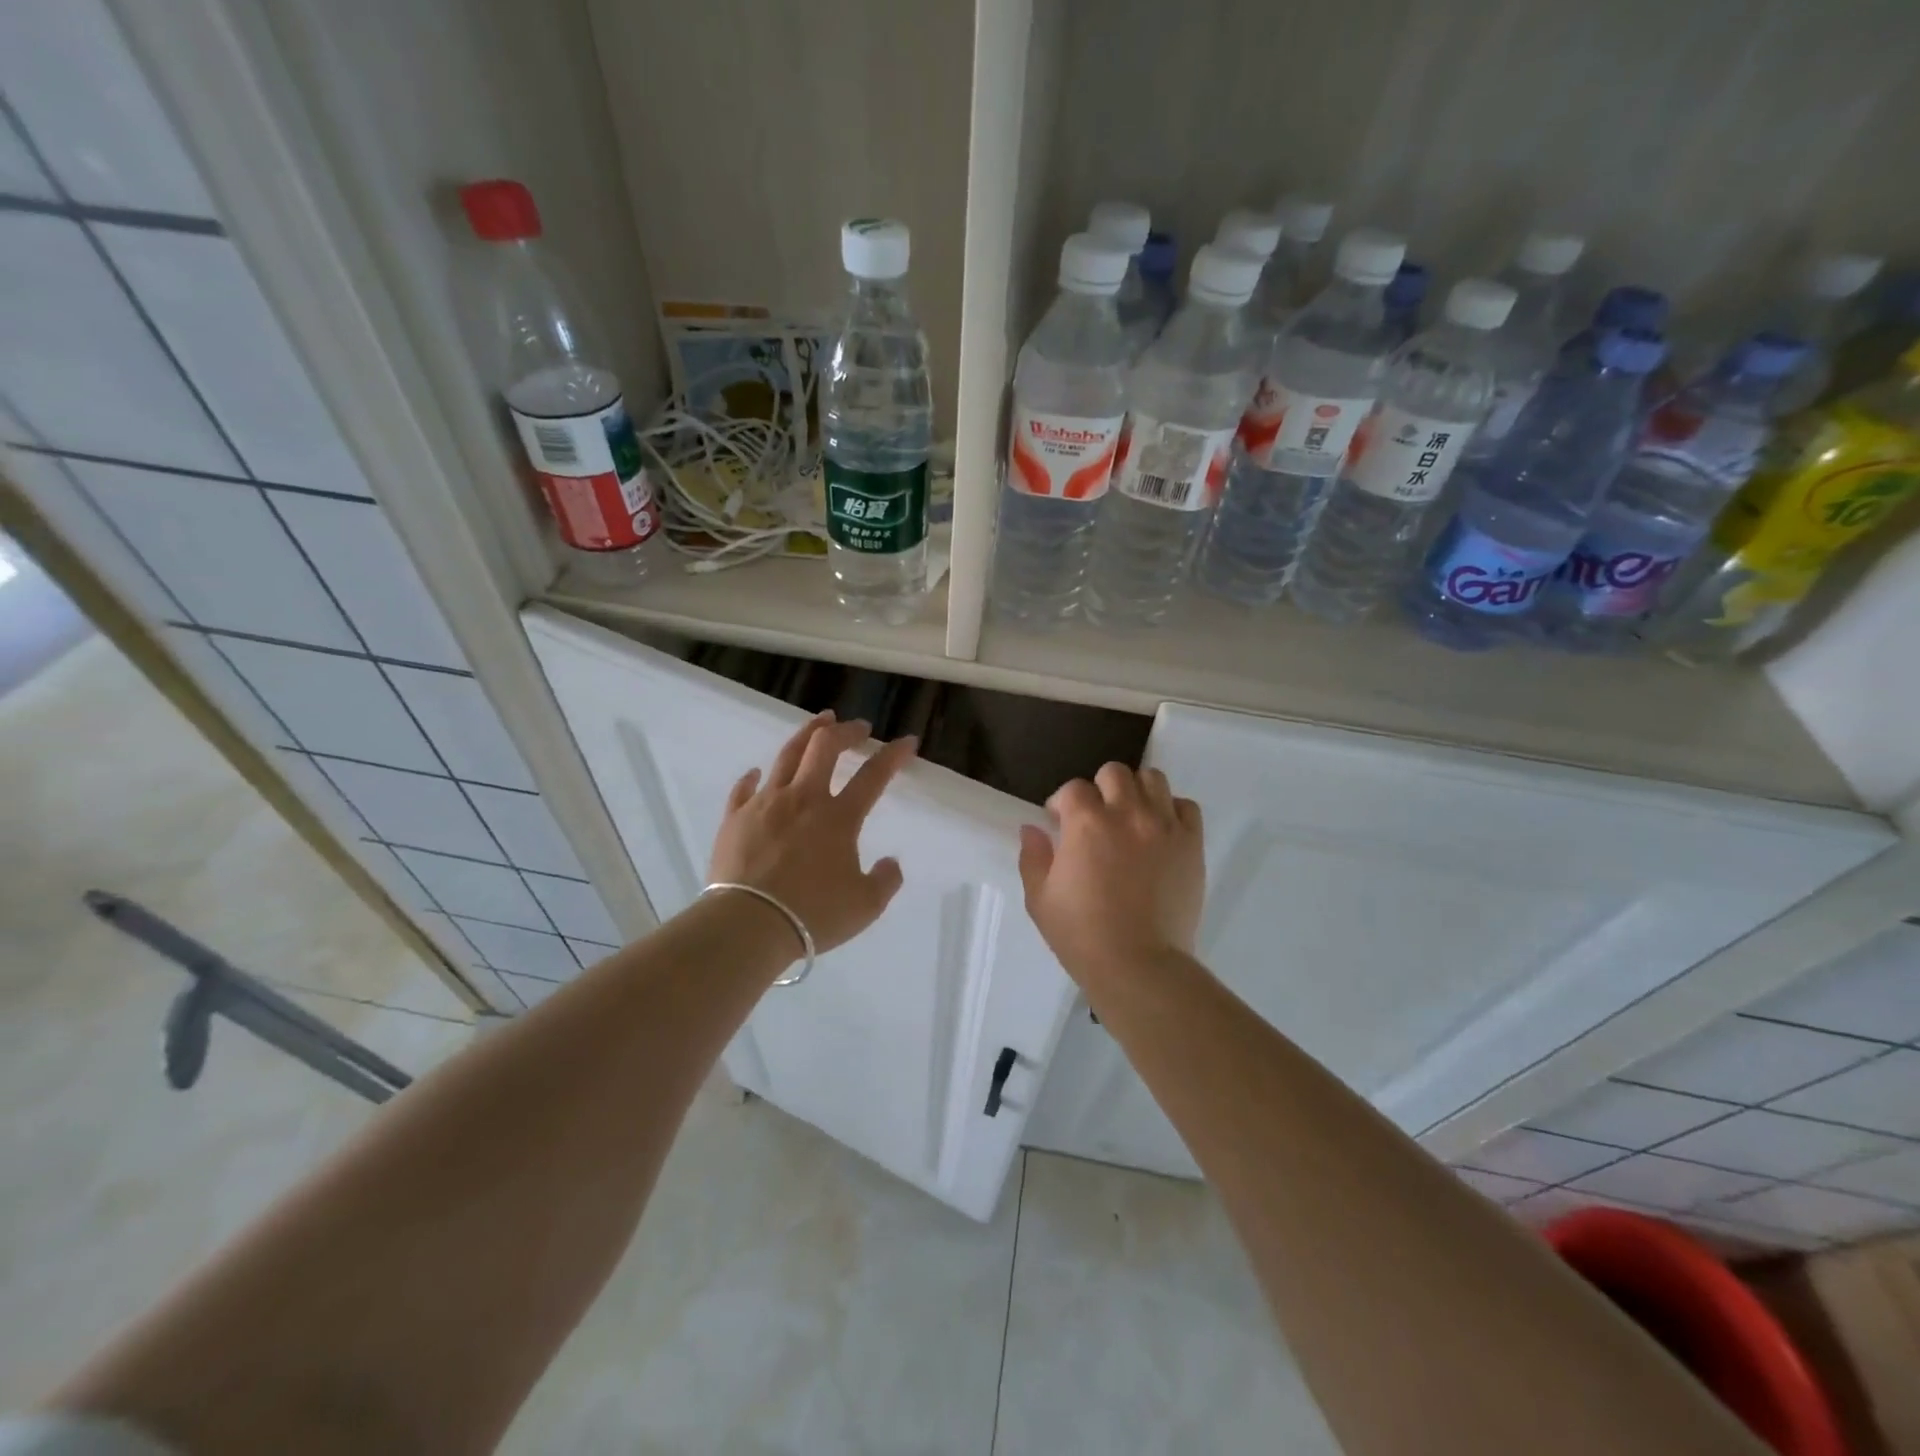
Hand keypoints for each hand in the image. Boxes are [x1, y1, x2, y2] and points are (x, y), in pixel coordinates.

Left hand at [708, 711, 916, 955]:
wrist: (748, 924)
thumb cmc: (812, 914)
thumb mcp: (865, 906)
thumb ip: (885, 880)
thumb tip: (890, 862)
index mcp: (839, 817)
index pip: (874, 775)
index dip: (894, 755)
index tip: (907, 741)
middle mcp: (803, 799)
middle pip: (825, 747)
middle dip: (846, 731)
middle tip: (859, 728)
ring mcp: (765, 804)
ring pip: (787, 755)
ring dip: (807, 734)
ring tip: (819, 722)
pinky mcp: (735, 818)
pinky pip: (744, 788)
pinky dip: (754, 777)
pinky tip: (757, 773)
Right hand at [1017, 763, 1204, 982]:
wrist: (1139, 965)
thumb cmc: (1082, 935)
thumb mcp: (1040, 899)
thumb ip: (1033, 857)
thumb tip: (1032, 829)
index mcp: (1086, 822)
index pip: (1073, 789)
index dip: (1063, 804)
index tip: (1060, 824)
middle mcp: (1127, 813)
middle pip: (1114, 773)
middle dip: (1100, 789)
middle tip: (1097, 818)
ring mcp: (1164, 826)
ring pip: (1153, 779)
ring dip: (1137, 791)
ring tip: (1131, 817)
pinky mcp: (1192, 844)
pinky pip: (1186, 807)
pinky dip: (1172, 810)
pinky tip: (1161, 831)